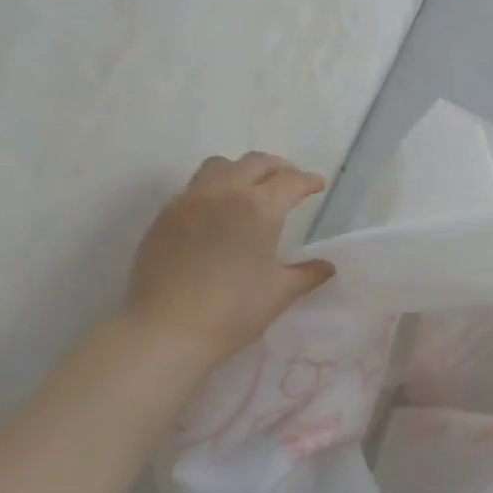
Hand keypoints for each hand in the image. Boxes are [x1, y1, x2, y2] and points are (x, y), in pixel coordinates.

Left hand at [124, 153, 333, 366]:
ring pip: (219, 166)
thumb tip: (327, 267)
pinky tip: (218, 214)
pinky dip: (214, 189)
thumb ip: (308, 274)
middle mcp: (225, 193)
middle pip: (255, 163)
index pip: (291, 181)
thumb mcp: (280, 293)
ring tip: (251, 189)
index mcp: (260, 209)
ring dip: (242, 170)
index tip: (318, 185)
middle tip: (290, 182)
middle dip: (278, 168)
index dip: (308, 181)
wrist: (167, 330)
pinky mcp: (165, 216)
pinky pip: (194, 188)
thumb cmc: (234, 311)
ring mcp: (189, 201)